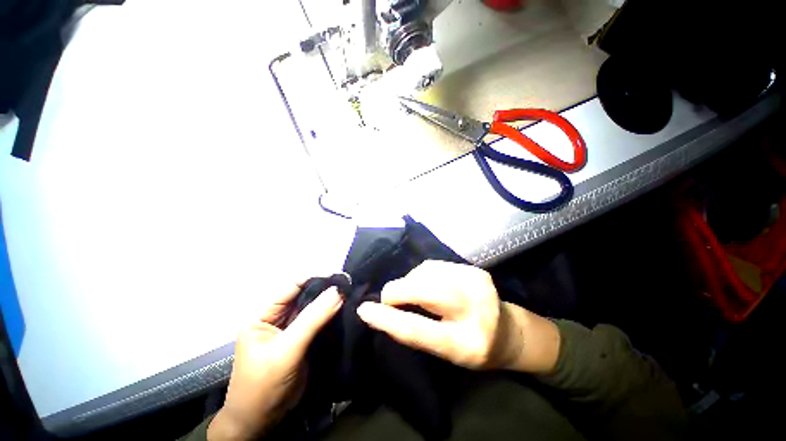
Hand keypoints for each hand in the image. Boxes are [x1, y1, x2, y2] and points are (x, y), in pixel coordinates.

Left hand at [208, 283, 342, 440]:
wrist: (261, 422)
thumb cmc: (263, 385)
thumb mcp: (286, 350)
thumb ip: (312, 319)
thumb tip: (337, 291)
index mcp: (263, 314)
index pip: (291, 287)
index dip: (315, 279)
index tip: (340, 277)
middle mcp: (278, 317)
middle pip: (304, 295)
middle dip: (326, 290)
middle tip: (350, 286)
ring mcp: (292, 328)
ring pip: (313, 308)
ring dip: (330, 303)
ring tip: (352, 295)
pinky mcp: (303, 339)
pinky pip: (319, 321)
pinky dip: (331, 316)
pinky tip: (346, 310)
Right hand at [356, 260, 559, 372]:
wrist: (509, 331)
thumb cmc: (474, 349)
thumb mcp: (445, 354)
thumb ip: (416, 332)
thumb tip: (383, 311)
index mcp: (467, 343)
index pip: (419, 329)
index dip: (387, 319)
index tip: (364, 310)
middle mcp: (475, 307)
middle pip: (422, 288)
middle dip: (397, 291)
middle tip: (389, 300)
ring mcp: (476, 281)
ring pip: (424, 272)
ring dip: (409, 282)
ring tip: (411, 294)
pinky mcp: (473, 268)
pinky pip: (434, 266)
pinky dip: (421, 275)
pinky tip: (425, 284)